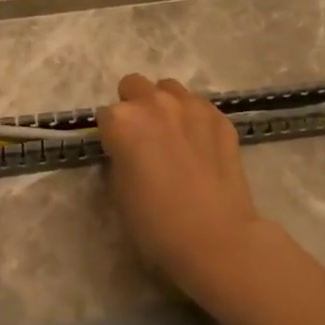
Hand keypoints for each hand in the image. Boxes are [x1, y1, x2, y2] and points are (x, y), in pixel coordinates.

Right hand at [97, 73, 269, 299]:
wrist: (215, 238)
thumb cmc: (155, 223)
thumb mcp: (118, 191)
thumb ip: (119, 157)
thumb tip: (127, 150)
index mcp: (122, 121)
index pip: (105, 115)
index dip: (111, 135)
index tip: (118, 152)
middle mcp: (154, 103)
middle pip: (134, 86)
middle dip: (134, 106)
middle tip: (142, 138)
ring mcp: (191, 106)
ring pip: (168, 89)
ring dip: (164, 105)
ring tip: (172, 135)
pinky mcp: (220, 118)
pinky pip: (199, 106)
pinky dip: (193, 118)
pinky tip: (199, 145)